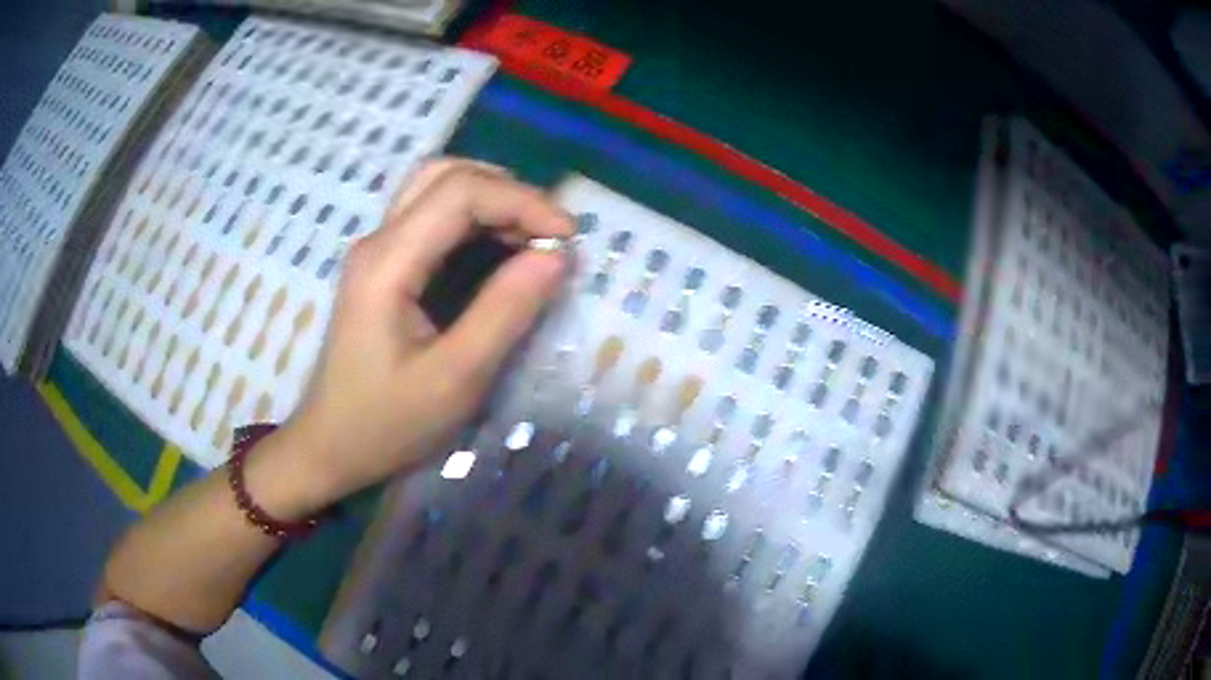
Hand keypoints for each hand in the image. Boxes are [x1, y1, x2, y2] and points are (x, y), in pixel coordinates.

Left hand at [251, 159, 572, 513]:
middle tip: (550, 234)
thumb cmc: (386, 423)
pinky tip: (499, 247)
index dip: (522, 202)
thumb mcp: (455, 379)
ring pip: (437, 187)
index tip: (567, 240)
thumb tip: (556, 256)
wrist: (330, 446)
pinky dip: (475, 217)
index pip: (460, 192)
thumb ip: (505, 312)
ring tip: (531, 237)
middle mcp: (378, 241)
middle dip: (508, 191)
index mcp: (387, 263)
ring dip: (491, 198)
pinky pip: (432, 215)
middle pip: (446, 175)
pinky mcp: (383, 265)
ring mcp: (377, 250)